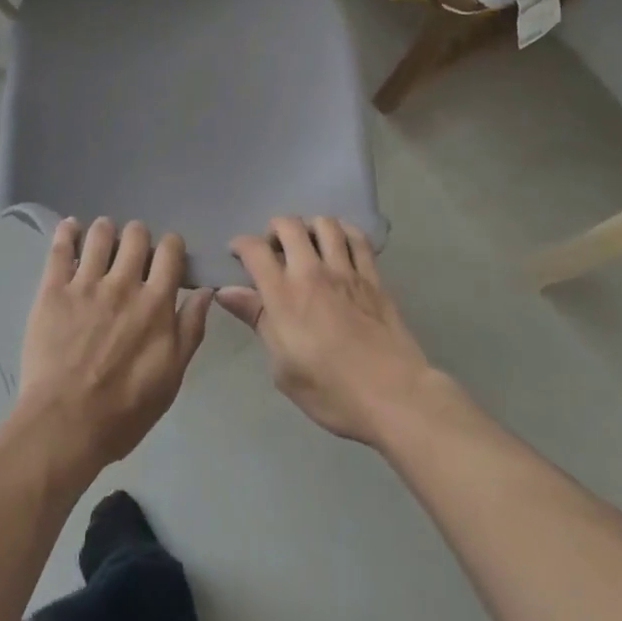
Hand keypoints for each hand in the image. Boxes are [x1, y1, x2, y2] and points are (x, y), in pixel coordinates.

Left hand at [15, 217, 214, 476]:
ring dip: (105, 232)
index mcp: (155, 303)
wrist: (64, 425)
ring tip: (101, 244)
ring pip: (100, 232)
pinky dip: (67, 231)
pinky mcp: (53, 288)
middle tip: (131, 256)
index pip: (170, 249)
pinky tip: (71, 230)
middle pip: (136, 233)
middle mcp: (123, 283)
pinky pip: (60, 246)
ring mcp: (85, 283)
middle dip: (137, 238)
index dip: (170, 247)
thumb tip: (205, 291)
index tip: (165, 258)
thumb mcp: (171, 377)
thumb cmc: (124, 410)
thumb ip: (190, 329)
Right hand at [218, 216, 443, 446]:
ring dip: (310, 227)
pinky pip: (358, 239)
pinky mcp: (373, 277)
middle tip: (275, 249)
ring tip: (308, 244)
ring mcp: (346, 271)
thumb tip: (227, 292)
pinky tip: (341, 245)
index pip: (254, 250)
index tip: (237, 253)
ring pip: (324, 224)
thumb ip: (257, 320)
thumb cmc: (331, 391)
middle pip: (288, 225)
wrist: (394, 397)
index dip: (240, 244)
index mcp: (284, 295)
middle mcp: (312, 272)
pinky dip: (345, 233)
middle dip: (275, 229)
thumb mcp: (283, 368)